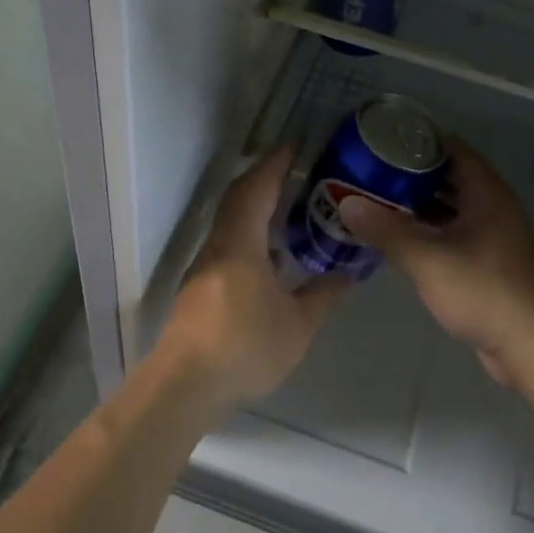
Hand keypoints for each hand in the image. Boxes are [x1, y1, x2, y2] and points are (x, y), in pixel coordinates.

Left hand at [158, 145, 344, 409]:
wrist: (185, 386)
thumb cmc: (244, 348)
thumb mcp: (297, 325)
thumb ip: (323, 295)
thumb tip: (348, 273)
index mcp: (240, 242)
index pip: (257, 188)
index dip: (275, 163)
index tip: (295, 146)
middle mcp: (218, 244)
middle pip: (238, 197)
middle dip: (264, 177)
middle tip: (296, 170)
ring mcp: (204, 265)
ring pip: (230, 220)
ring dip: (255, 205)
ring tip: (288, 206)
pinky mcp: (199, 286)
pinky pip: (227, 241)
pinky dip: (248, 231)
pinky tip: (268, 253)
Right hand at [339, 139, 533, 388]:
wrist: (530, 347)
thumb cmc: (482, 291)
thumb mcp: (427, 259)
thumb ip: (386, 229)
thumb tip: (346, 203)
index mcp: (487, 192)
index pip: (452, 148)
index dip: (418, 140)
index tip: (383, 140)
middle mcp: (494, 205)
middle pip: (449, 176)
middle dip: (412, 173)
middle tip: (373, 171)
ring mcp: (494, 234)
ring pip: (451, 205)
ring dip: (419, 202)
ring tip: (379, 199)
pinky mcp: (490, 259)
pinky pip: (455, 230)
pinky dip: (430, 227)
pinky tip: (401, 236)